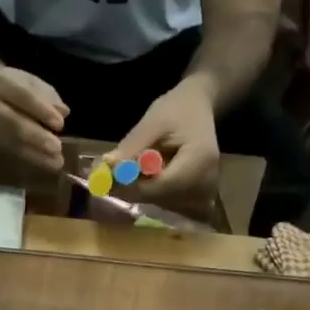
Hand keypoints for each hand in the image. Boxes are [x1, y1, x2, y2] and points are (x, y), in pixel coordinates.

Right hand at [0, 67, 66, 176]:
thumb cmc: (17, 88)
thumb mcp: (33, 83)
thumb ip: (48, 96)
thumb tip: (62, 112)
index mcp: (1, 82)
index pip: (23, 97)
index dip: (42, 111)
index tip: (60, 124)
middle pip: (14, 124)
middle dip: (37, 137)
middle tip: (57, 148)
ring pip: (12, 143)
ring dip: (36, 155)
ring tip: (56, 162)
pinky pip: (10, 154)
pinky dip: (30, 160)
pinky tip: (46, 164)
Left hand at [106, 77, 219, 205]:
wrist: (198, 108)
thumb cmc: (177, 109)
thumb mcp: (153, 121)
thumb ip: (132, 146)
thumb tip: (107, 166)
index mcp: (199, 161)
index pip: (161, 186)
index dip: (132, 186)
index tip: (107, 177)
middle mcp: (205, 182)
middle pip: (159, 197)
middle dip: (130, 189)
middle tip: (104, 178)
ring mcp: (202, 191)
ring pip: (159, 201)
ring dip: (135, 190)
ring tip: (119, 173)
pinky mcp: (194, 195)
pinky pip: (164, 199)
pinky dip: (146, 189)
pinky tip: (135, 176)